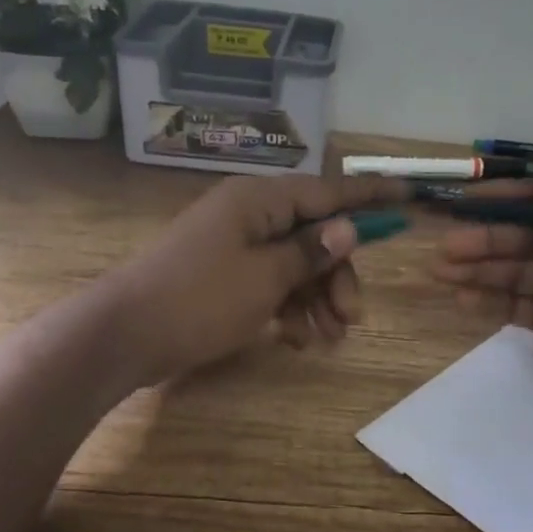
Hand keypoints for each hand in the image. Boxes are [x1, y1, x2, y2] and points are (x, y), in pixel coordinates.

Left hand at [105, 171, 408, 386]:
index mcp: (260, 201)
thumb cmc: (199, 299)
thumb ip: (310, 252)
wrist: (124, 335)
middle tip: (353, 317)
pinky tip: (299, 340)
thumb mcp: (265, 277)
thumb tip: (347, 228)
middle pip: (314, 235)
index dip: (370, 197)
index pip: (328, 191)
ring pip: (296, 265)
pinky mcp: (224, 277)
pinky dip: (289, 309)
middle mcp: (250, 215)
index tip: (408, 197)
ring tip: (328, 339)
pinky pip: (271, 284)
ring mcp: (235, 247)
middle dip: (338, 276)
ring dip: (317, 299)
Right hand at [430, 140, 532, 449]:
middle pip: (529, 239)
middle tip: (446, 244)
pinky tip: (460, 297)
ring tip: (439, 269)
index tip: (475, 196)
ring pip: (517, 273)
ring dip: (479, 270)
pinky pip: (515, 307)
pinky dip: (488, 301)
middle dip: (487, 240)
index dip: (514, 197)